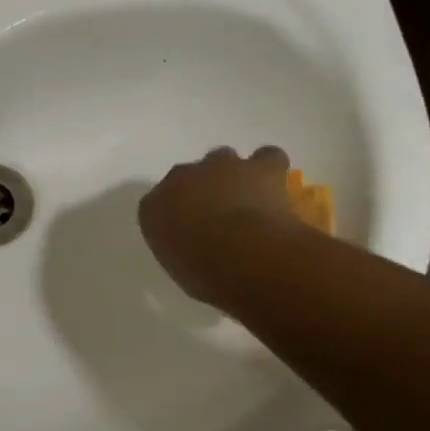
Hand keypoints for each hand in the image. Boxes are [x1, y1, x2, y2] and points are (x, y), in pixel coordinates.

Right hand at [138, 146, 298, 303]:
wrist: (244, 257)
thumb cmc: (205, 273)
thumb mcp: (179, 266)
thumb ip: (180, 247)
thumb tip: (194, 246)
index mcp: (154, 208)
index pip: (159, 202)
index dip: (176, 212)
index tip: (188, 229)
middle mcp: (181, 178)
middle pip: (189, 175)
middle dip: (201, 189)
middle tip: (218, 214)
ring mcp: (220, 167)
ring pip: (224, 159)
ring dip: (233, 175)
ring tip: (248, 197)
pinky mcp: (259, 167)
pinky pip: (267, 158)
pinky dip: (271, 168)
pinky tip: (275, 184)